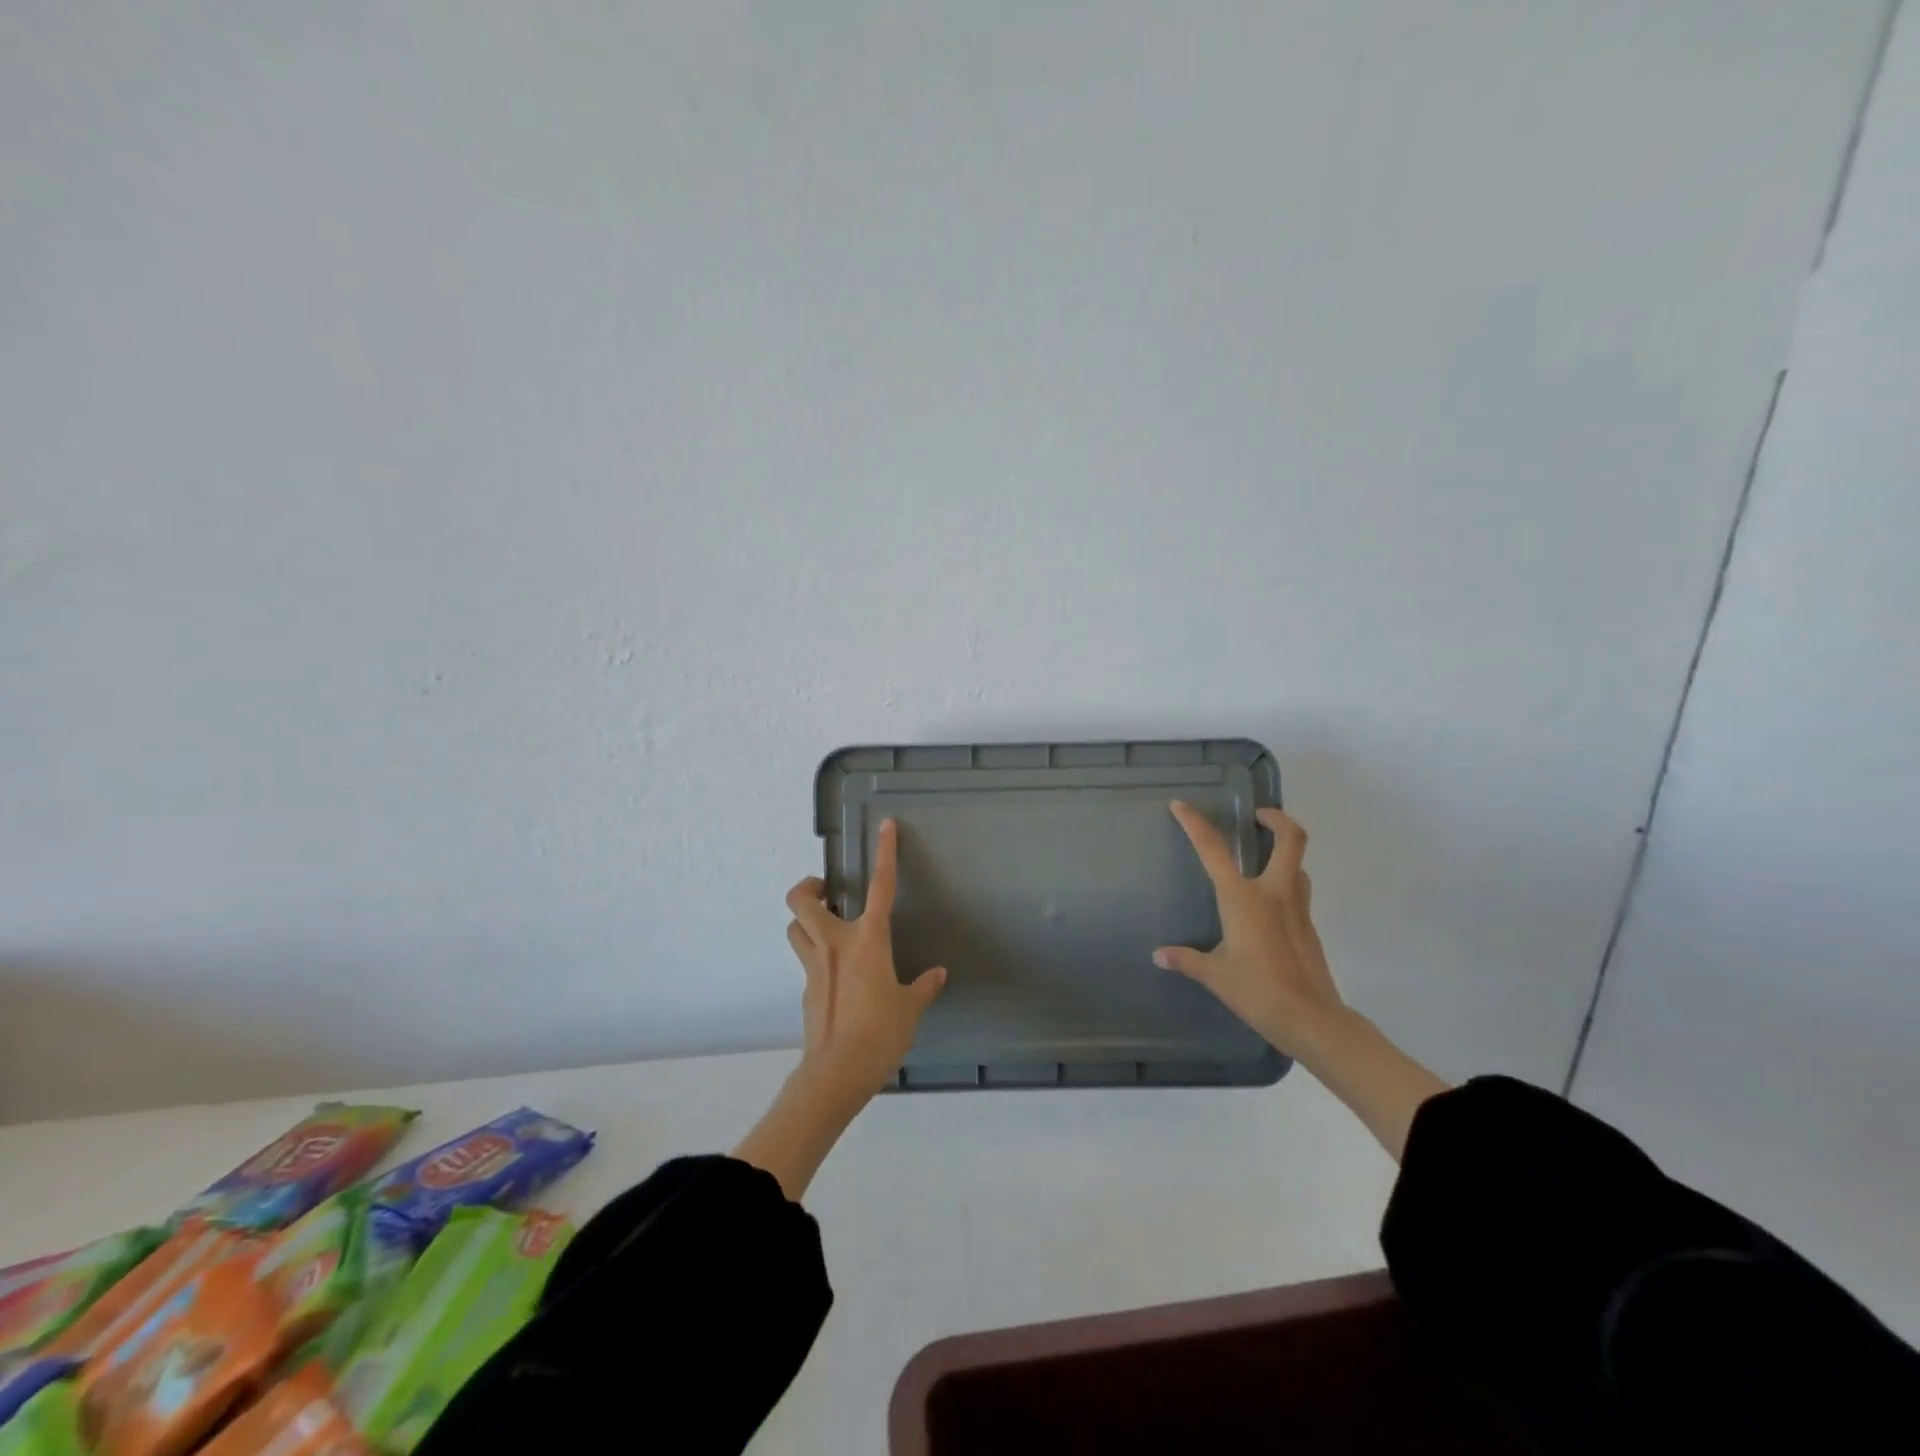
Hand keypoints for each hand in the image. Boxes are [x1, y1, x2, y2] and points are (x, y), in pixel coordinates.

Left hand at [784, 818, 946, 1101]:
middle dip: (808, 886)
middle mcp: (834, 944)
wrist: (837, 1073)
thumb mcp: (910, 1008)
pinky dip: (817, 956)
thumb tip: (937, 975)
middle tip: (828, 891)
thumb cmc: (880, 1033)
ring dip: (806, 920)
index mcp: (867, 940)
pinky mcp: (806, 990)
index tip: (886, 827)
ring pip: (794, 928)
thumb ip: (923, 987)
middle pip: (801, 899)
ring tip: (828, 926)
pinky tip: (838, 976)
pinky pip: (806, 960)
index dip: (885, 853)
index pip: (880, 886)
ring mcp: (814, 966)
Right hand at [1155, 801, 1344, 1058]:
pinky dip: (1285, 880)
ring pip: (1298, 864)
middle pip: (1290, 839)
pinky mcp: (1308, 926)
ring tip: (1262, 855)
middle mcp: (1274, 893)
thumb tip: (1160, 955)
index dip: (1195, 823)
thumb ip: (1186, 959)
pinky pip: (1298, 889)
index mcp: (1243, 898)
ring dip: (1284, 850)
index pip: (1214, 850)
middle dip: (1276, 819)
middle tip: (1257, 816)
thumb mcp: (1215, 975)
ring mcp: (1297, 908)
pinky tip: (1267, 903)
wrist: (1311, 1019)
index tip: (1181, 805)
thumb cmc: (1257, 991)